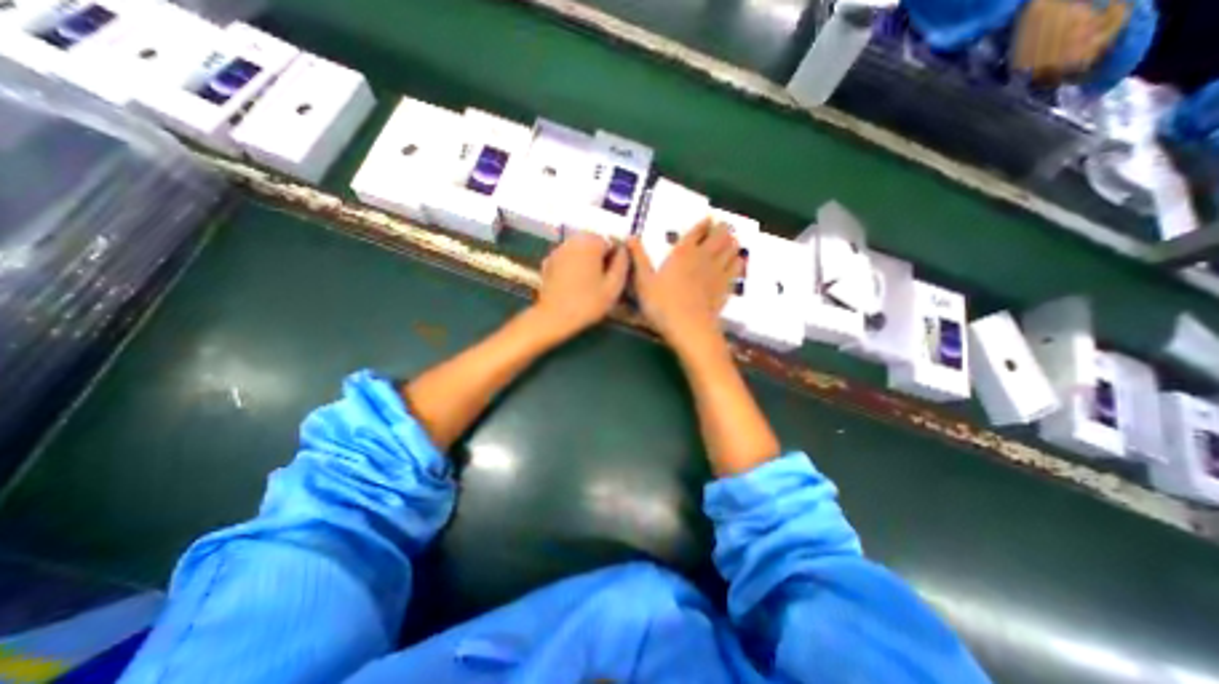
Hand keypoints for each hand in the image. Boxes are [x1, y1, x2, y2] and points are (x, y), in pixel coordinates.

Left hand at [533, 234, 628, 342]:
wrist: (553, 317)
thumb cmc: (587, 303)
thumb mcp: (614, 286)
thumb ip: (622, 264)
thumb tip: (623, 251)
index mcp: (591, 242)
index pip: (611, 242)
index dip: (615, 260)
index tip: (613, 278)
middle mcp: (573, 240)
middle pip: (594, 245)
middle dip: (600, 260)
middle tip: (601, 283)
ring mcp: (558, 249)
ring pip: (580, 251)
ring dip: (586, 263)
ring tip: (588, 285)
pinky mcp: (548, 261)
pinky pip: (568, 259)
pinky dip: (573, 267)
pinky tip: (573, 286)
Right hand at [630, 220, 742, 353]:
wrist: (689, 328)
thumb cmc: (662, 305)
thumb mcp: (643, 281)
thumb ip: (638, 258)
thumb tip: (630, 236)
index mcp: (682, 253)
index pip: (696, 232)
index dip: (703, 223)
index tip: (709, 218)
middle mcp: (703, 258)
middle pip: (718, 237)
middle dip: (721, 228)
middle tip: (723, 225)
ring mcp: (717, 272)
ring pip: (730, 250)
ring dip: (732, 241)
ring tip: (732, 238)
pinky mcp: (726, 287)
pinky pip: (736, 269)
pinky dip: (738, 261)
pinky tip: (739, 260)